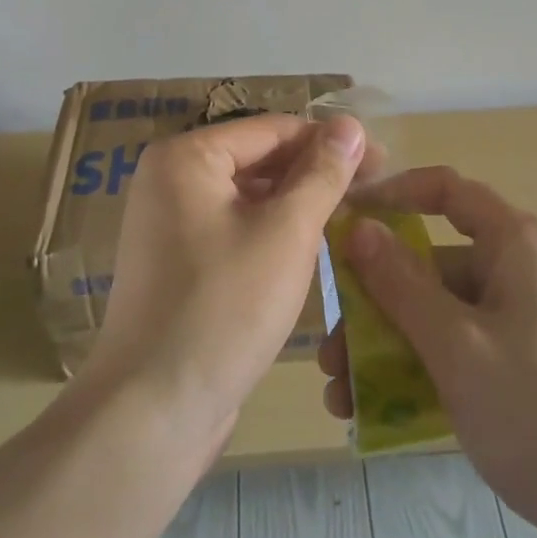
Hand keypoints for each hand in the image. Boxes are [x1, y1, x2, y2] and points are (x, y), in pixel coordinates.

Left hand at [81, 113, 367, 449]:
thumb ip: (322, 173)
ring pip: (249, 197)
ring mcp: (170, 224)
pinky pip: (235, 229)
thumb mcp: (286, 233)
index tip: (382, 160)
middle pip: (259, 160)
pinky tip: (312, 248)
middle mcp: (170, 180)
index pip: (273, 130)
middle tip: (373, 191)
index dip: (331, 141)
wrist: (153, 412)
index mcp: (186, 157)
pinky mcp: (179, 263)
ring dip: (298, 204)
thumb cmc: (224, 308)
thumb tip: (352, 125)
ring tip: (351, 217)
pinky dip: (273, 232)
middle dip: (315, 173)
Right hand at [318, 167, 536, 537]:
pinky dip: (421, 366)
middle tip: (328, 347)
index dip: (390, 195)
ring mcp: (524, 314)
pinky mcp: (524, 357)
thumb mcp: (457, 346)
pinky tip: (375, 409)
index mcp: (518, 241)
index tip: (341, 217)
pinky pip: (461, 344)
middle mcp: (521, 265)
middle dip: (375, 302)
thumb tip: (358, 228)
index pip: (445, 190)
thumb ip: (401, 284)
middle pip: (433, 262)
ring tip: (340, 393)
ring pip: (440, 310)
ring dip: (389, 344)